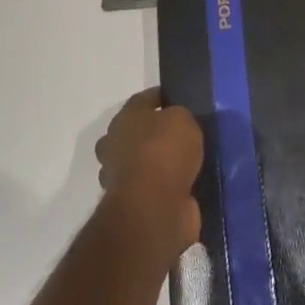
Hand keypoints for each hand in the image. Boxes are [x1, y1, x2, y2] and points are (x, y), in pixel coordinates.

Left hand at [96, 90, 203, 267]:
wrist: (153, 208)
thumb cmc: (164, 152)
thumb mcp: (182, 118)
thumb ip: (179, 116)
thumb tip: (176, 123)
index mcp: (123, 120)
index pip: (142, 100)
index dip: (162, 97)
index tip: (180, 98)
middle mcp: (115, 146)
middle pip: (136, 132)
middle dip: (155, 132)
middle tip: (184, 132)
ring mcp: (121, 178)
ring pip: (142, 162)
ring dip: (159, 162)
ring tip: (189, 160)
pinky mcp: (133, 205)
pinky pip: (153, 187)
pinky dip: (166, 186)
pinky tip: (187, 182)